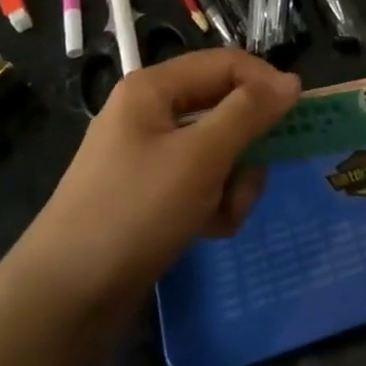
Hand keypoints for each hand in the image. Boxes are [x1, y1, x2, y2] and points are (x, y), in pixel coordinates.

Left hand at [18, 49, 299, 315]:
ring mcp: (148, 156)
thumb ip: (248, 114)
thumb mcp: (200, 157)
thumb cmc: (134, 212)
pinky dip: (213, 204)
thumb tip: (290, 81)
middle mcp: (151, 114)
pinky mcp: (150, 196)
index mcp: (154, 88)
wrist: (64, 300)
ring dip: (232, 182)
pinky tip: (208, 231)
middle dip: (245, 147)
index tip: (300, 115)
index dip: (264, 84)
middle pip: (223, 109)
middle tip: (250, 180)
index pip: (225, 65)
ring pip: (217, 151)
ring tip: (222, 215)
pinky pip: (200, 184)